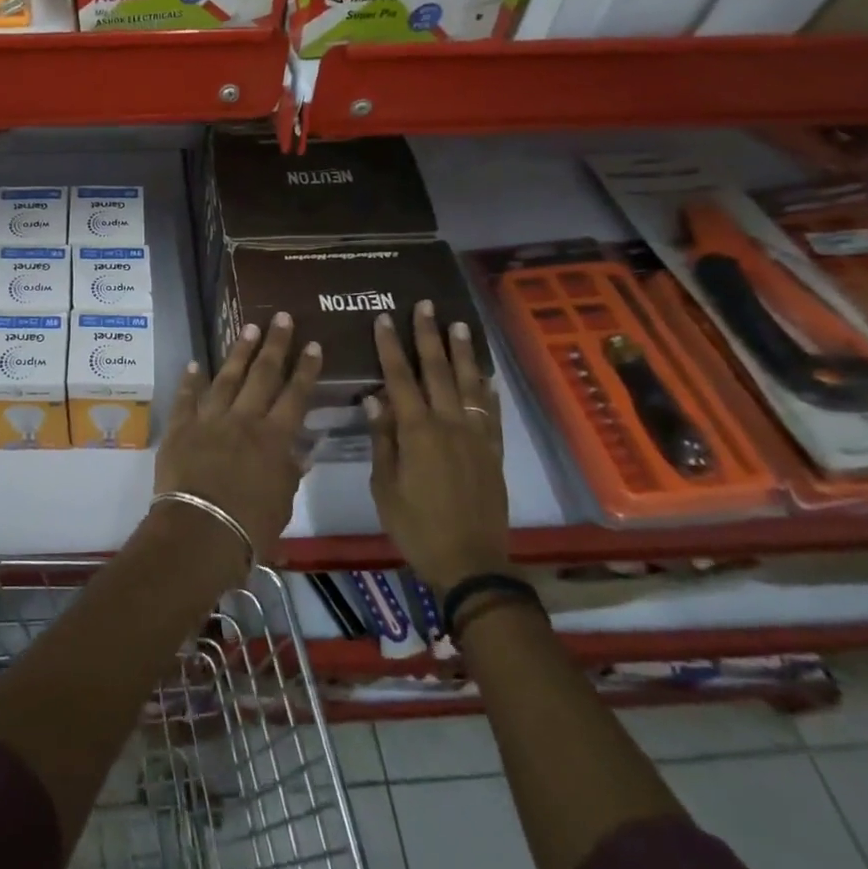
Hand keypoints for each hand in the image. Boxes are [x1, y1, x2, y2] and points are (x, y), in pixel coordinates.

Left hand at [155, 315, 321, 562]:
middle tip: (281, 317)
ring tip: (248, 328)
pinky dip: (190, 381)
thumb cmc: (250, 525)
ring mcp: (209, 420)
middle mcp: (244, 420)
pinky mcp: (180, 428)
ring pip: (227, 378)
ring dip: (238, 352)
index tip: (313, 344)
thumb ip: (290, 471)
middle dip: (275, 344)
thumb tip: (303, 451)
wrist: (200, 530)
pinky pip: (186, 399)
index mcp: (274, 438)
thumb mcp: (283, 502)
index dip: (306, 369)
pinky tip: (194, 364)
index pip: (295, 395)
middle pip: (262, 374)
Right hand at [365, 302, 509, 590]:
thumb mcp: (385, 486)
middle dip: (429, 336)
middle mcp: (448, 424)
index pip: (400, 378)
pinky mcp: (493, 452)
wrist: (470, 561)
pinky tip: (485, 375)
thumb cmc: (416, 526)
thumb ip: (382, 440)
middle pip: (438, 371)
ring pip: (468, 384)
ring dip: (462, 352)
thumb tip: (374, 400)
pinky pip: (491, 412)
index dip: (390, 347)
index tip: (384, 319)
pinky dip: (487, 390)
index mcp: (417, 432)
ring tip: (459, 325)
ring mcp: (475, 436)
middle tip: (426, 306)